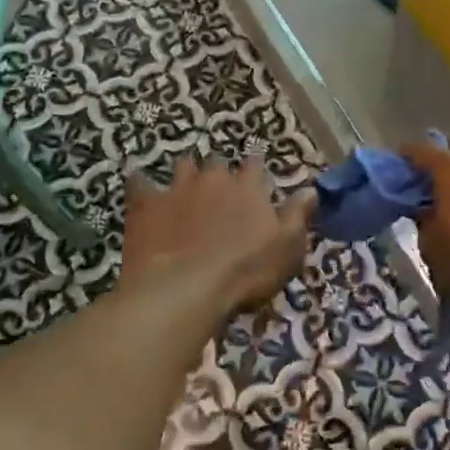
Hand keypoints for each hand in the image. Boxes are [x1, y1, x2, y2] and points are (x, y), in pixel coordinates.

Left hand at [120, 156, 316, 319]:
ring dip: (185, 172)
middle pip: (218, 162)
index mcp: (248, 187)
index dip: (256, 170)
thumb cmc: (245, 271)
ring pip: (183, 166)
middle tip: (218, 186)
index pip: (256, 166)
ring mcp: (178, 188)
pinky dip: (140, 183)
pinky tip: (138, 184)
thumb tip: (311, 190)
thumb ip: (298, 215)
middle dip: (219, 171)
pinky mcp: (147, 204)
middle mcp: (214, 178)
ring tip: (184, 183)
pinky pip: (140, 183)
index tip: (256, 176)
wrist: (185, 287)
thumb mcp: (286, 248)